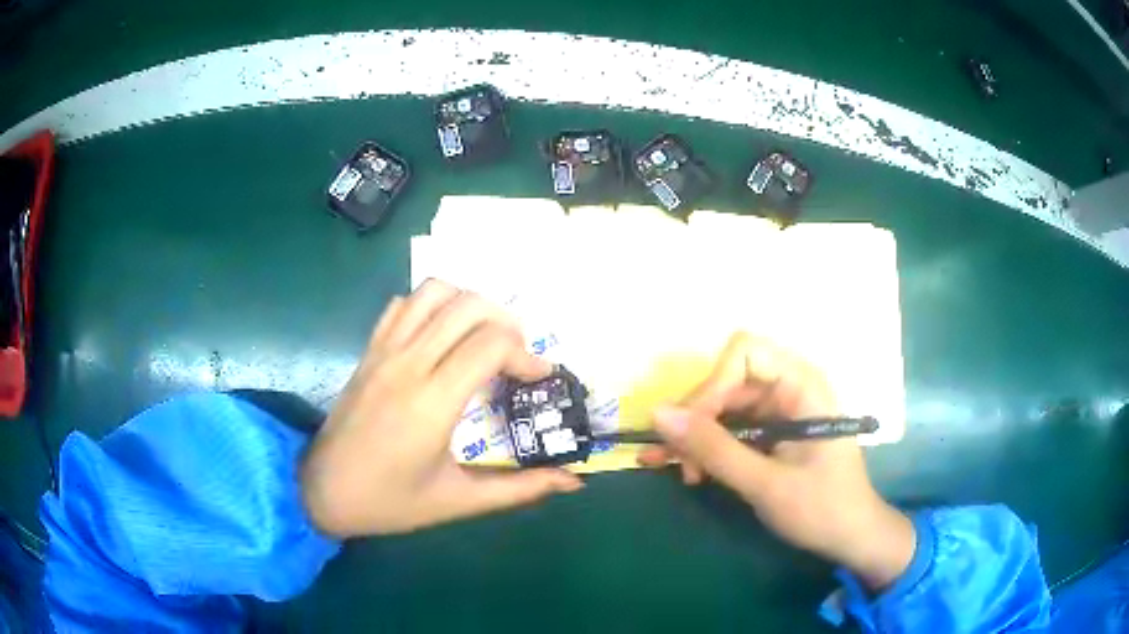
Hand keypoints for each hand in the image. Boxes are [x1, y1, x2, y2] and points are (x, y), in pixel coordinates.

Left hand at [302, 280, 582, 536]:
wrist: (322, 492)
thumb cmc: (391, 502)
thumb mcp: (459, 501)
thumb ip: (520, 489)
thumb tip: (574, 481)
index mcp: (433, 403)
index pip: (490, 345)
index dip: (526, 355)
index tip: (539, 378)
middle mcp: (408, 364)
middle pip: (468, 306)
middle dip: (507, 323)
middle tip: (517, 358)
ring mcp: (384, 351)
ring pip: (434, 292)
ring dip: (469, 304)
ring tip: (483, 338)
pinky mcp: (369, 351)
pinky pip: (403, 305)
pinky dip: (432, 305)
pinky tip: (442, 337)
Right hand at [639, 333, 914, 589]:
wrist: (850, 537)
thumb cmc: (821, 508)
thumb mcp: (765, 483)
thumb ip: (714, 448)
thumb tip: (658, 413)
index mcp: (802, 385)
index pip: (745, 353)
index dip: (713, 384)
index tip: (693, 429)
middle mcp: (788, 388)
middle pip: (727, 381)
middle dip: (698, 420)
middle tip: (680, 463)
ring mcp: (778, 411)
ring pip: (721, 407)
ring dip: (697, 438)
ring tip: (684, 474)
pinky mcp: (769, 433)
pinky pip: (728, 429)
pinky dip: (706, 448)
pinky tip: (685, 470)